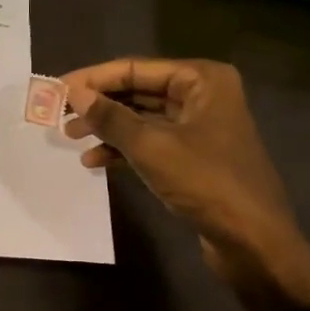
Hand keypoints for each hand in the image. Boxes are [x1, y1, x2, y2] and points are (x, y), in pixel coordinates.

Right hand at [61, 57, 309, 310]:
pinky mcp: (194, 156)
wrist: (254, 242)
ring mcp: (199, 127)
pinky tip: (96, 162)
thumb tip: (72, 92)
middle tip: (58, 115)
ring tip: (71, 138)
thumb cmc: (206, 183)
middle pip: (138, 90)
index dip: (93, 79)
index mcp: (201, 79)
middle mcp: (202, 95)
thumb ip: (110, 117)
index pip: (135, 68)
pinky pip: (151, 142)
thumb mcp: (151, 147)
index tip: (55, 90)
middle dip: (98, 104)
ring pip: (142, 118)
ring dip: (107, 128)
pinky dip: (124, 149)